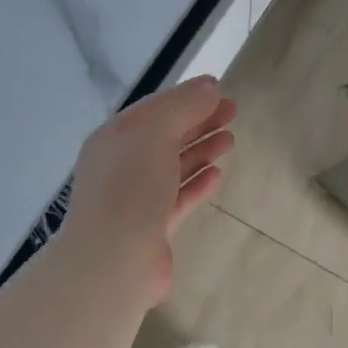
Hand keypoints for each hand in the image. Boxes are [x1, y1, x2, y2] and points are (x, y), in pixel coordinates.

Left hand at [64, 76, 236, 307]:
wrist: (114, 259)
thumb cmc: (131, 187)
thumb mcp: (155, 132)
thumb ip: (183, 107)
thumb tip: (210, 87)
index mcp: (116, 137)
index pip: (156, 108)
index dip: (188, 96)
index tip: (220, 90)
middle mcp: (122, 164)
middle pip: (166, 135)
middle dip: (198, 121)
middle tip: (233, 112)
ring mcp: (136, 198)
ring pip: (173, 166)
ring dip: (201, 151)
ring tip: (230, 141)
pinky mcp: (151, 227)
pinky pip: (177, 198)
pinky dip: (196, 184)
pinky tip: (216, 176)